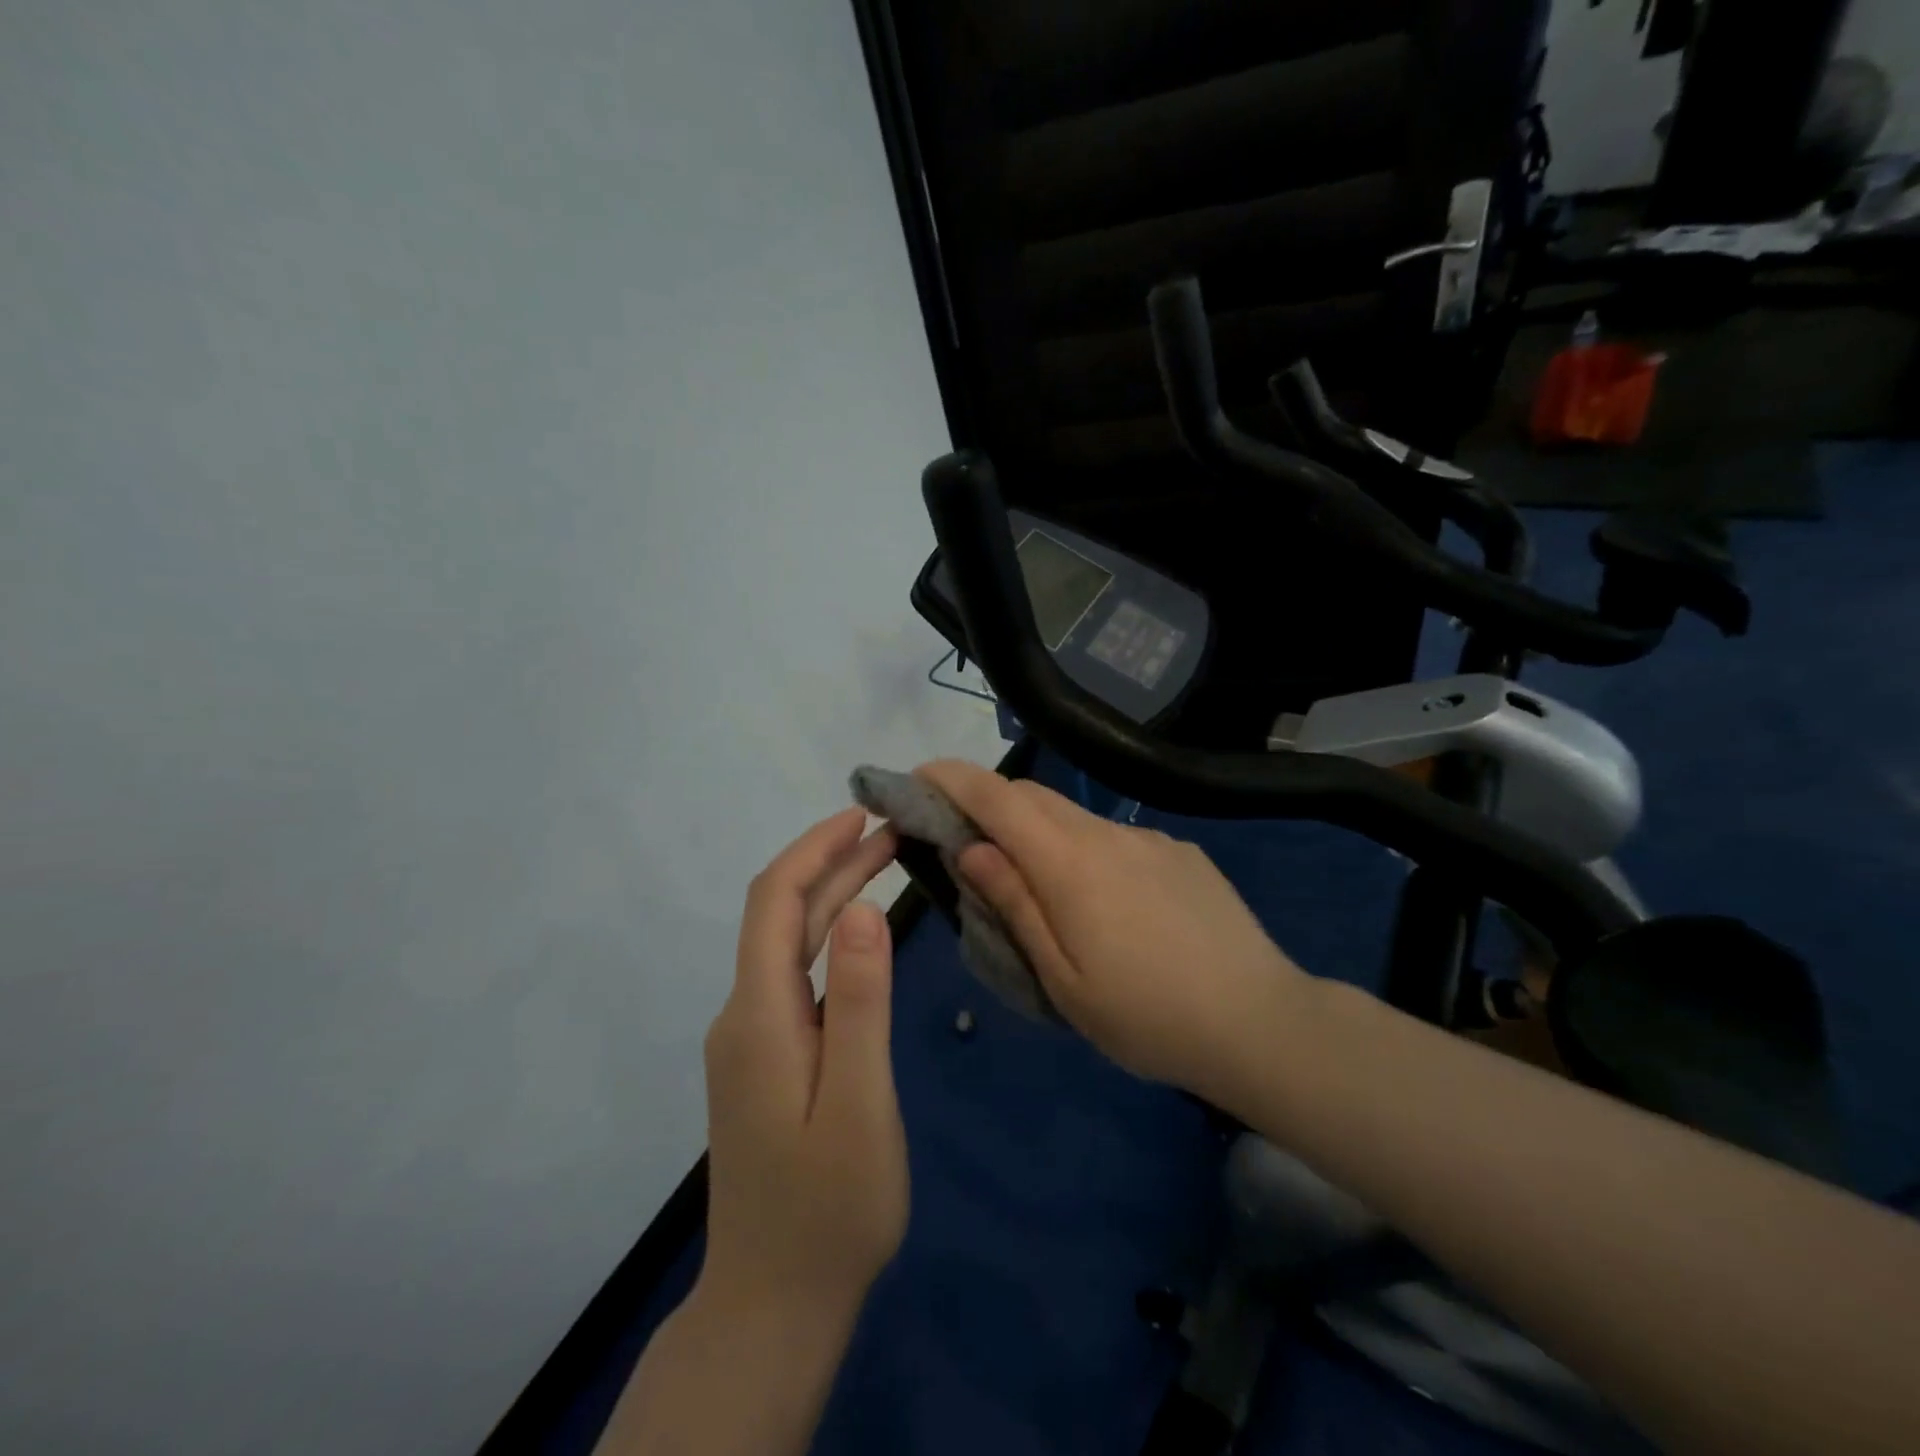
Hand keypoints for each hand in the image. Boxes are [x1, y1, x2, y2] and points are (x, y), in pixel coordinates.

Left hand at [700, 807, 907, 1326]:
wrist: (774, 1304)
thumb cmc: (829, 1207)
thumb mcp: (858, 1102)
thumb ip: (861, 1003)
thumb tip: (864, 910)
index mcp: (760, 1015)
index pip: (775, 901)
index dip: (813, 848)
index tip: (861, 814)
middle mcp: (744, 1014)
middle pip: (782, 915)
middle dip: (833, 864)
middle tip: (894, 833)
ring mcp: (752, 1038)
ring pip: (790, 944)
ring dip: (834, 897)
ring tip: (888, 863)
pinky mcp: (767, 1058)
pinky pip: (796, 976)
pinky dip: (831, 938)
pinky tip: (865, 936)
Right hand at [917, 760, 1309, 1104]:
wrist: (1262, 1022)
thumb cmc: (1146, 1015)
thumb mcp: (1062, 977)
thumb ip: (1014, 904)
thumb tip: (970, 849)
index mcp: (1070, 863)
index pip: (998, 799)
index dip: (953, 779)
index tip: (919, 775)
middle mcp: (1108, 834)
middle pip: (1034, 797)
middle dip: (989, 801)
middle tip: (963, 833)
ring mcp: (1150, 840)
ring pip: (1076, 818)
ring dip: (1038, 830)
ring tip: (1034, 881)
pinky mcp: (1181, 854)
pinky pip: (1116, 839)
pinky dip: (1086, 850)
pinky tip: (1106, 902)